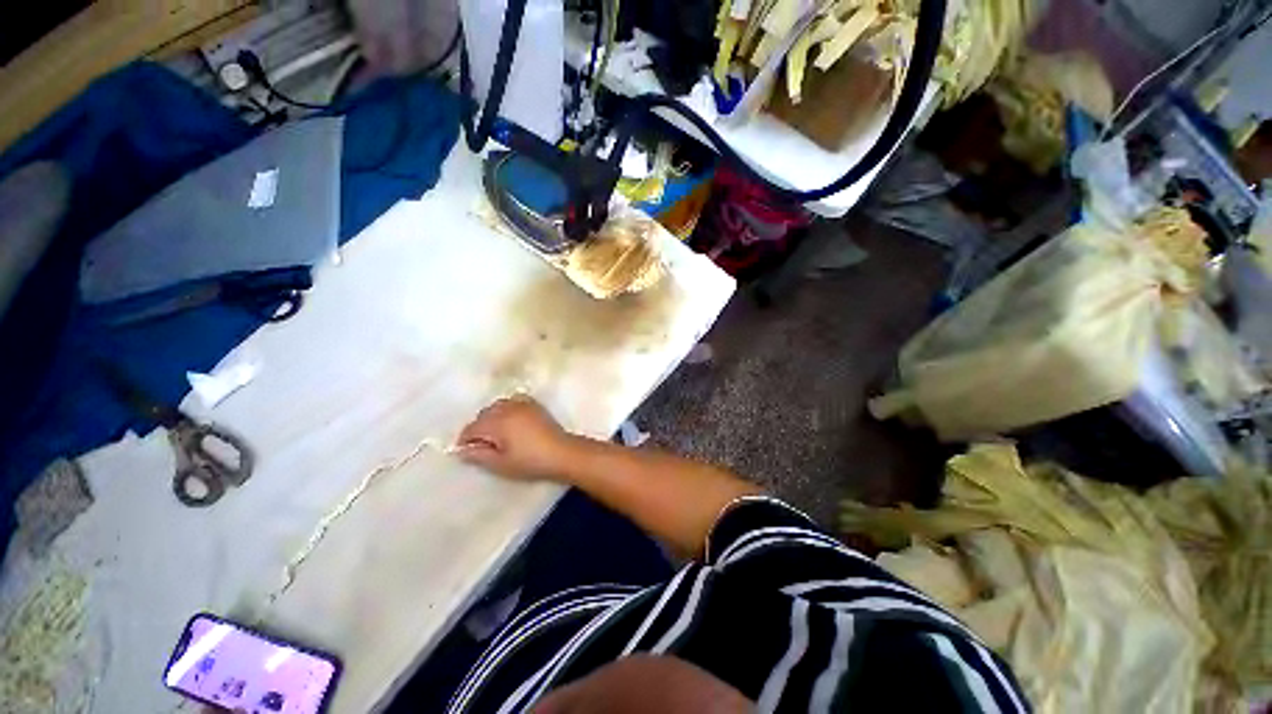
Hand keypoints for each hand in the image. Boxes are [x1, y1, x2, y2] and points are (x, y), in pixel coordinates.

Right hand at [456, 395, 576, 480]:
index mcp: (497, 422)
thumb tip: (462, 450)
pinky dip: (508, 408)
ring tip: (495, 433)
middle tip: (481, 444)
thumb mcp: (500, 464)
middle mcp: (508, 408)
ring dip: (492, 416)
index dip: (465, 440)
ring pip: (498, 405)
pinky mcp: (534, 404)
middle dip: (478, 427)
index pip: (472, 428)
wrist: (561, 452)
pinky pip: (514, 401)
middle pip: (484, 414)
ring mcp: (522, 404)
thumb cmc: (530, 461)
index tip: (466, 451)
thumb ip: (479, 455)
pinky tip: (511, 420)